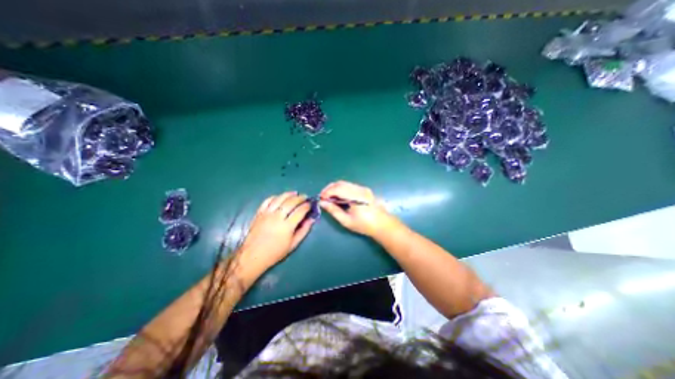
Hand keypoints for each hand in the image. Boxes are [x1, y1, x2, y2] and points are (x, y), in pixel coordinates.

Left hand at [238, 192, 314, 275]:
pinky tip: (280, 197)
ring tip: (295, 193)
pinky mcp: (259, 213)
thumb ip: (304, 230)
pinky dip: (275, 197)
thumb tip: (312, 219)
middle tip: (305, 197)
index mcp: (287, 226)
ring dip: (289, 194)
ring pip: (280, 198)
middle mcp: (277, 217)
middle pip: (291, 202)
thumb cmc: (275, 252)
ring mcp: (267, 214)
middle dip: (300, 198)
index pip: (300, 211)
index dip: (307, 206)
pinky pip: (267, 200)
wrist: (253, 256)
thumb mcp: (293, 244)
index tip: (311, 204)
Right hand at [318, 180, 395, 235]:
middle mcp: (360, 189)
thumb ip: (334, 211)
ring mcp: (363, 188)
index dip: (327, 192)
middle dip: (329, 188)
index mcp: (356, 197)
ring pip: (345, 183)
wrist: (382, 224)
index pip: (338, 189)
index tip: (321, 199)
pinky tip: (339, 197)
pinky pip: (350, 186)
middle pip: (340, 183)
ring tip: (329, 197)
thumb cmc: (364, 225)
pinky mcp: (364, 189)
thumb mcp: (347, 221)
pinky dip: (341, 189)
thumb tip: (322, 203)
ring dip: (335, 188)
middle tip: (323, 197)